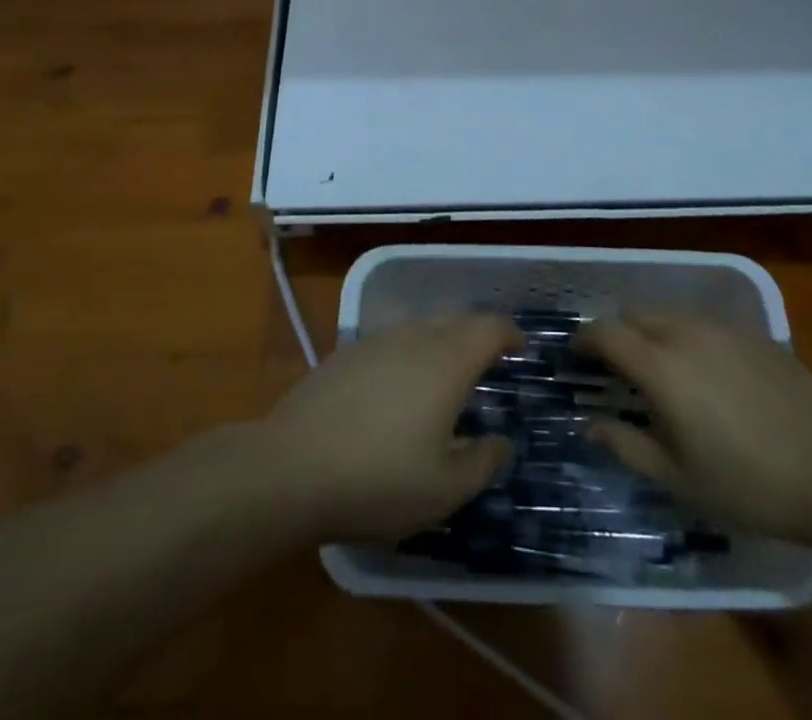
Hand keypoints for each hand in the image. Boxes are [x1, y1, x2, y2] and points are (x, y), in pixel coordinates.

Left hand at [257, 315, 522, 543]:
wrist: (290, 468)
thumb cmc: (379, 479)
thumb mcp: (445, 490)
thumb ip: (483, 461)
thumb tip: (502, 440)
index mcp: (447, 361)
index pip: (490, 327)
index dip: (510, 334)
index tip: (521, 349)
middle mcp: (415, 337)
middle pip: (457, 321)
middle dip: (478, 337)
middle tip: (488, 366)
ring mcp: (375, 341)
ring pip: (421, 329)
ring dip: (441, 345)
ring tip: (443, 380)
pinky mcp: (345, 354)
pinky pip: (391, 343)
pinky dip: (407, 356)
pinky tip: (396, 391)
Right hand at [578, 313, 811, 540]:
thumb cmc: (747, 483)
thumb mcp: (677, 478)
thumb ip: (626, 446)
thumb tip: (590, 425)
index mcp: (659, 366)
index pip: (605, 332)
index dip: (584, 339)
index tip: (576, 355)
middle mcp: (684, 333)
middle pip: (634, 313)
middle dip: (617, 332)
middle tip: (618, 367)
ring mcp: (721, 328)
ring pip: (669, 313)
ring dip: (652, 331)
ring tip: (661, 369)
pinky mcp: (752, 333)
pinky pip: (703, 323)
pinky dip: (687, 336)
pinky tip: (706, 374)